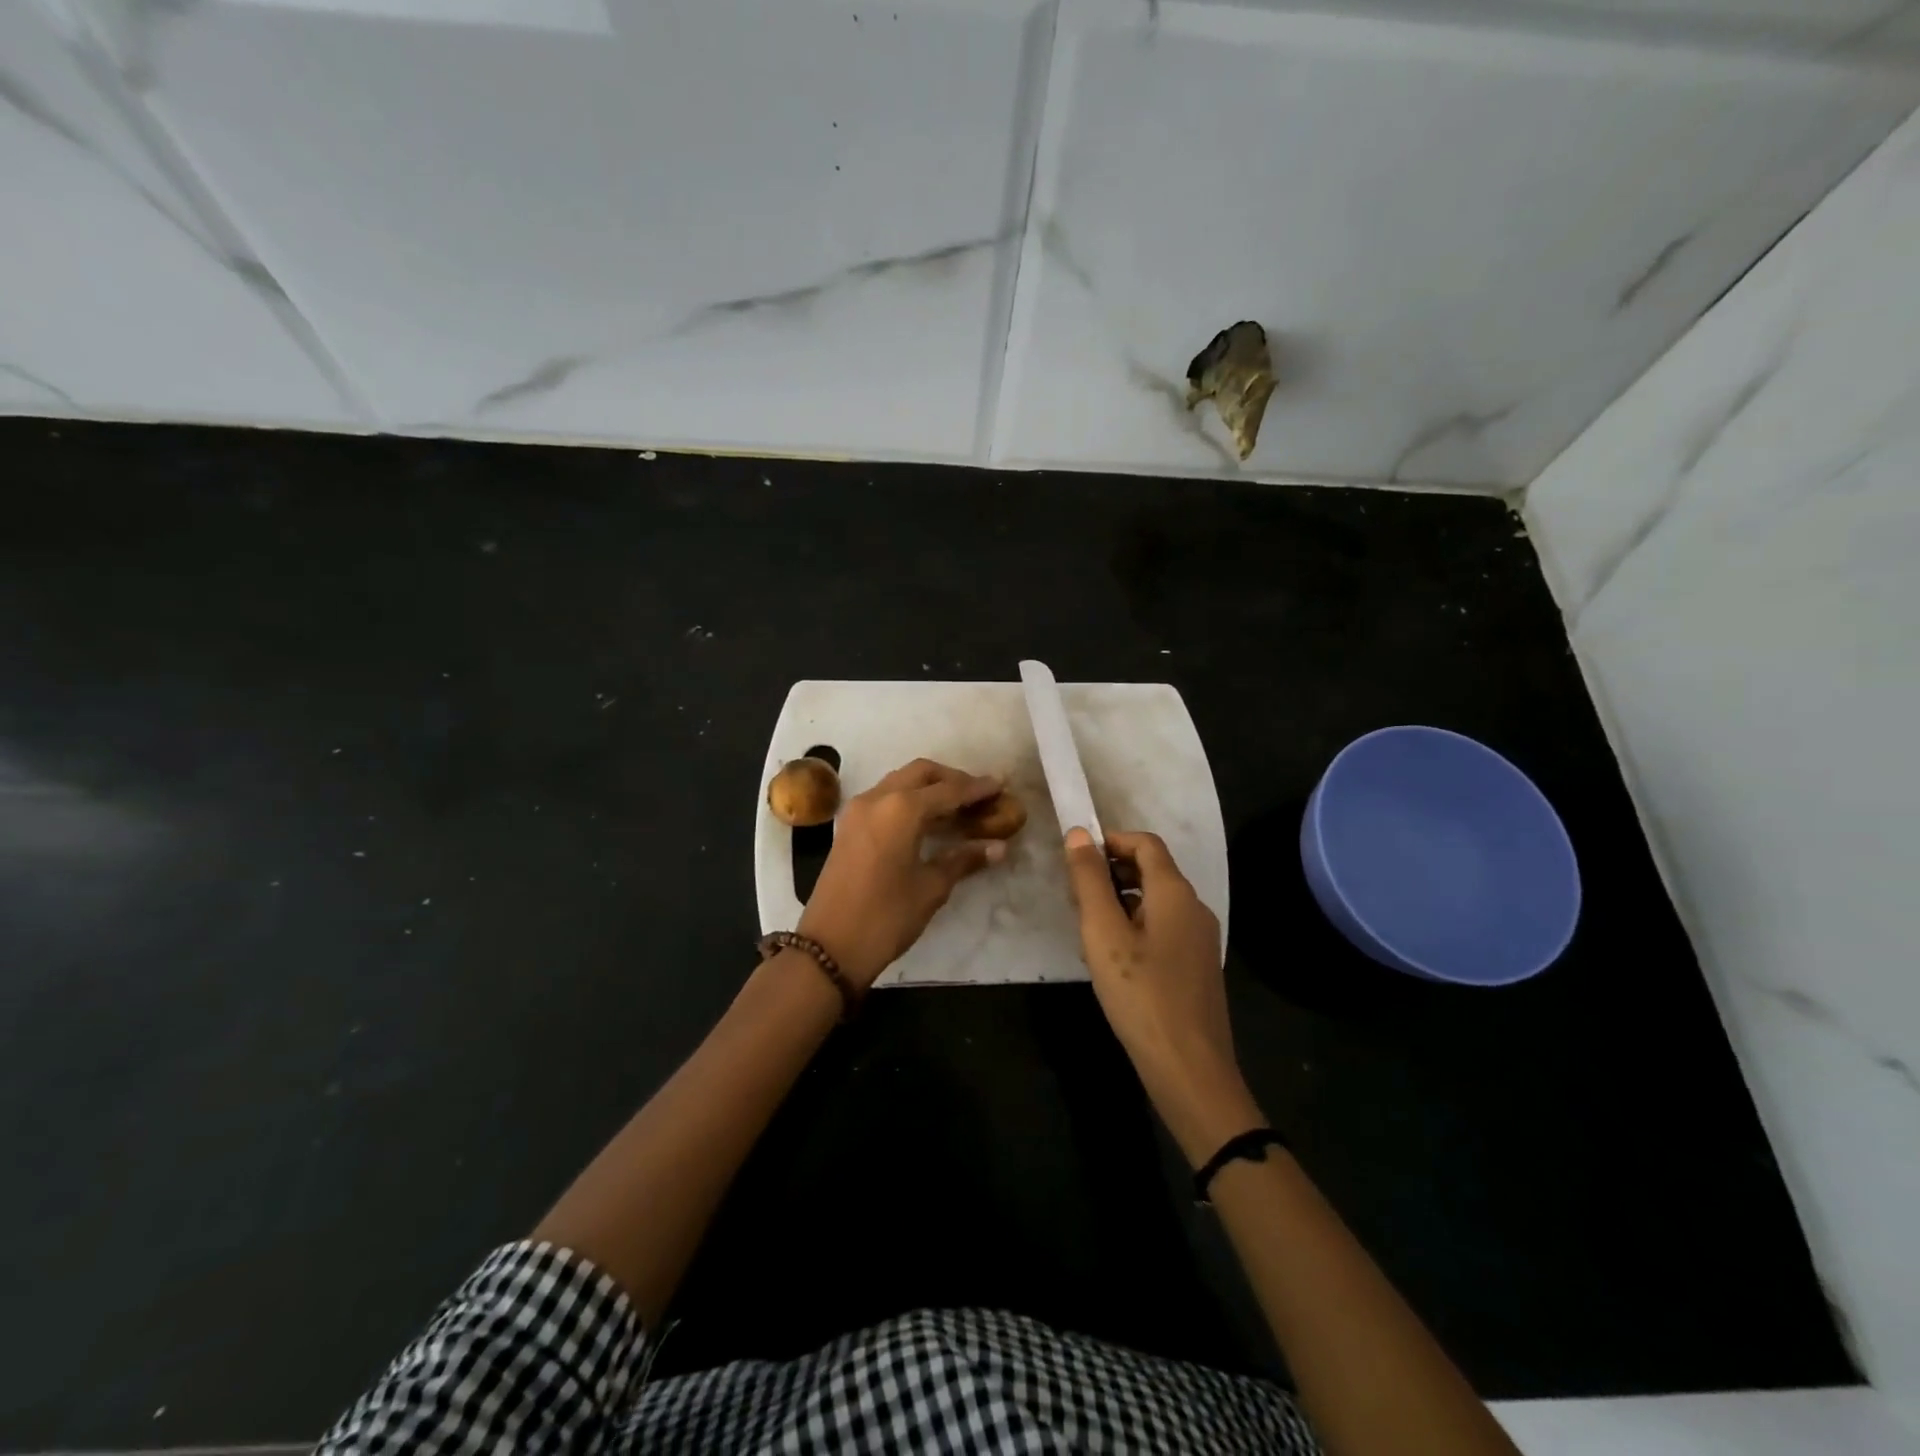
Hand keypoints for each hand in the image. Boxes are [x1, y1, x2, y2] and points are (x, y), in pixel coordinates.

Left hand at [798, 759, 1008, 988]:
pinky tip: (927, 821)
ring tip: (956, 808)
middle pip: (921, 773)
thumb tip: (998, 846)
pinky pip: (884, 797)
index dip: (977, 788)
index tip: (1000, 785)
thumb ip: (963, 859)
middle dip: (951, 779)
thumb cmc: (886, 916)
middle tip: (977, 796)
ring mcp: (858, 810)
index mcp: (901, 809)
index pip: (948, 790)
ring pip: (900, 781)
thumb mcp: (931, 888)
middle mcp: (878, 798)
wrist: (829, 946)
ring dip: (928, 787)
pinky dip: (908, 799)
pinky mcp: (849, 826)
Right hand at [1064, 827, 1260, 1159]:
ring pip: (1157, 901)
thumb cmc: (1141, 995)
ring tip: (1089, 928)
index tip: (1076, 858)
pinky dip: (1137, 925)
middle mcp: (1195, 907)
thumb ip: (1089, 881)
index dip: (1111, 841)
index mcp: (1175, 893)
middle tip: (1076, 896)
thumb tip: (1078, 834)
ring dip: (1122, 900)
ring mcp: (1200, 939)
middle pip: (1153, 870)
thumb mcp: (1103, 933)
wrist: (1190, 1069)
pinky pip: (1164, 927)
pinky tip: (1114, 957)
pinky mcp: (1197, 966)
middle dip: (1112, 872)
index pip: (1146, 844)